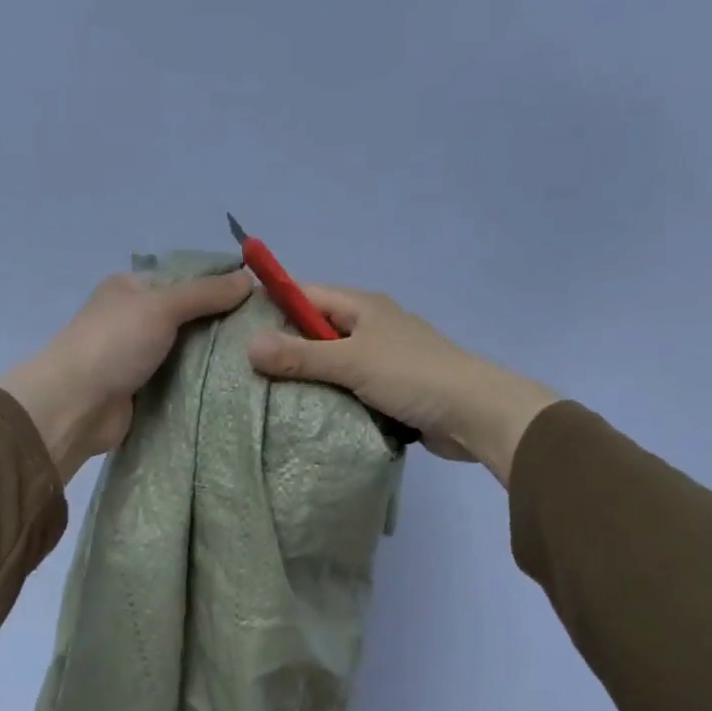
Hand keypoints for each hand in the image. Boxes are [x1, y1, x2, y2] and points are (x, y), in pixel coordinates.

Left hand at [0, 269, 253, 482]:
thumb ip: (205, 293)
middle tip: (267, 334)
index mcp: (132, 288)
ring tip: (261, 361)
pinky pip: (182, 382)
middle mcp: (135, 319)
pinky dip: (203, 384)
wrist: (75, 406)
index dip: (221, 285)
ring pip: (188, 352)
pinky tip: (237, 386)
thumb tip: (249, 278)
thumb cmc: (113, 344)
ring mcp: (140, 358)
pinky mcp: (145, 392)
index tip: (260, 298)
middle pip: (190, 317)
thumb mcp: (161, 306)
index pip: (186, 279)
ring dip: (216, 358)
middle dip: (223, 325)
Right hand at [245, 285, 558, 486]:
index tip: (238, 328)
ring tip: (266, 396)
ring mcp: (382, 359)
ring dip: (308, 378)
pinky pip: (349, 388)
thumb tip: (249, 345)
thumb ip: (300, 356)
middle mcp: (371, 327)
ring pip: (332, 363)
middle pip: (317, 331)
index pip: (306, 295)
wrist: (473, 413)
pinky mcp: (390, 390)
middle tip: (245, 370)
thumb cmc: (412, 375)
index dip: (273, 306)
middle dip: (286, 348)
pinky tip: (305, 414)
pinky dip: (330, 398)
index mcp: (363, 307)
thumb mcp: (351, 362)